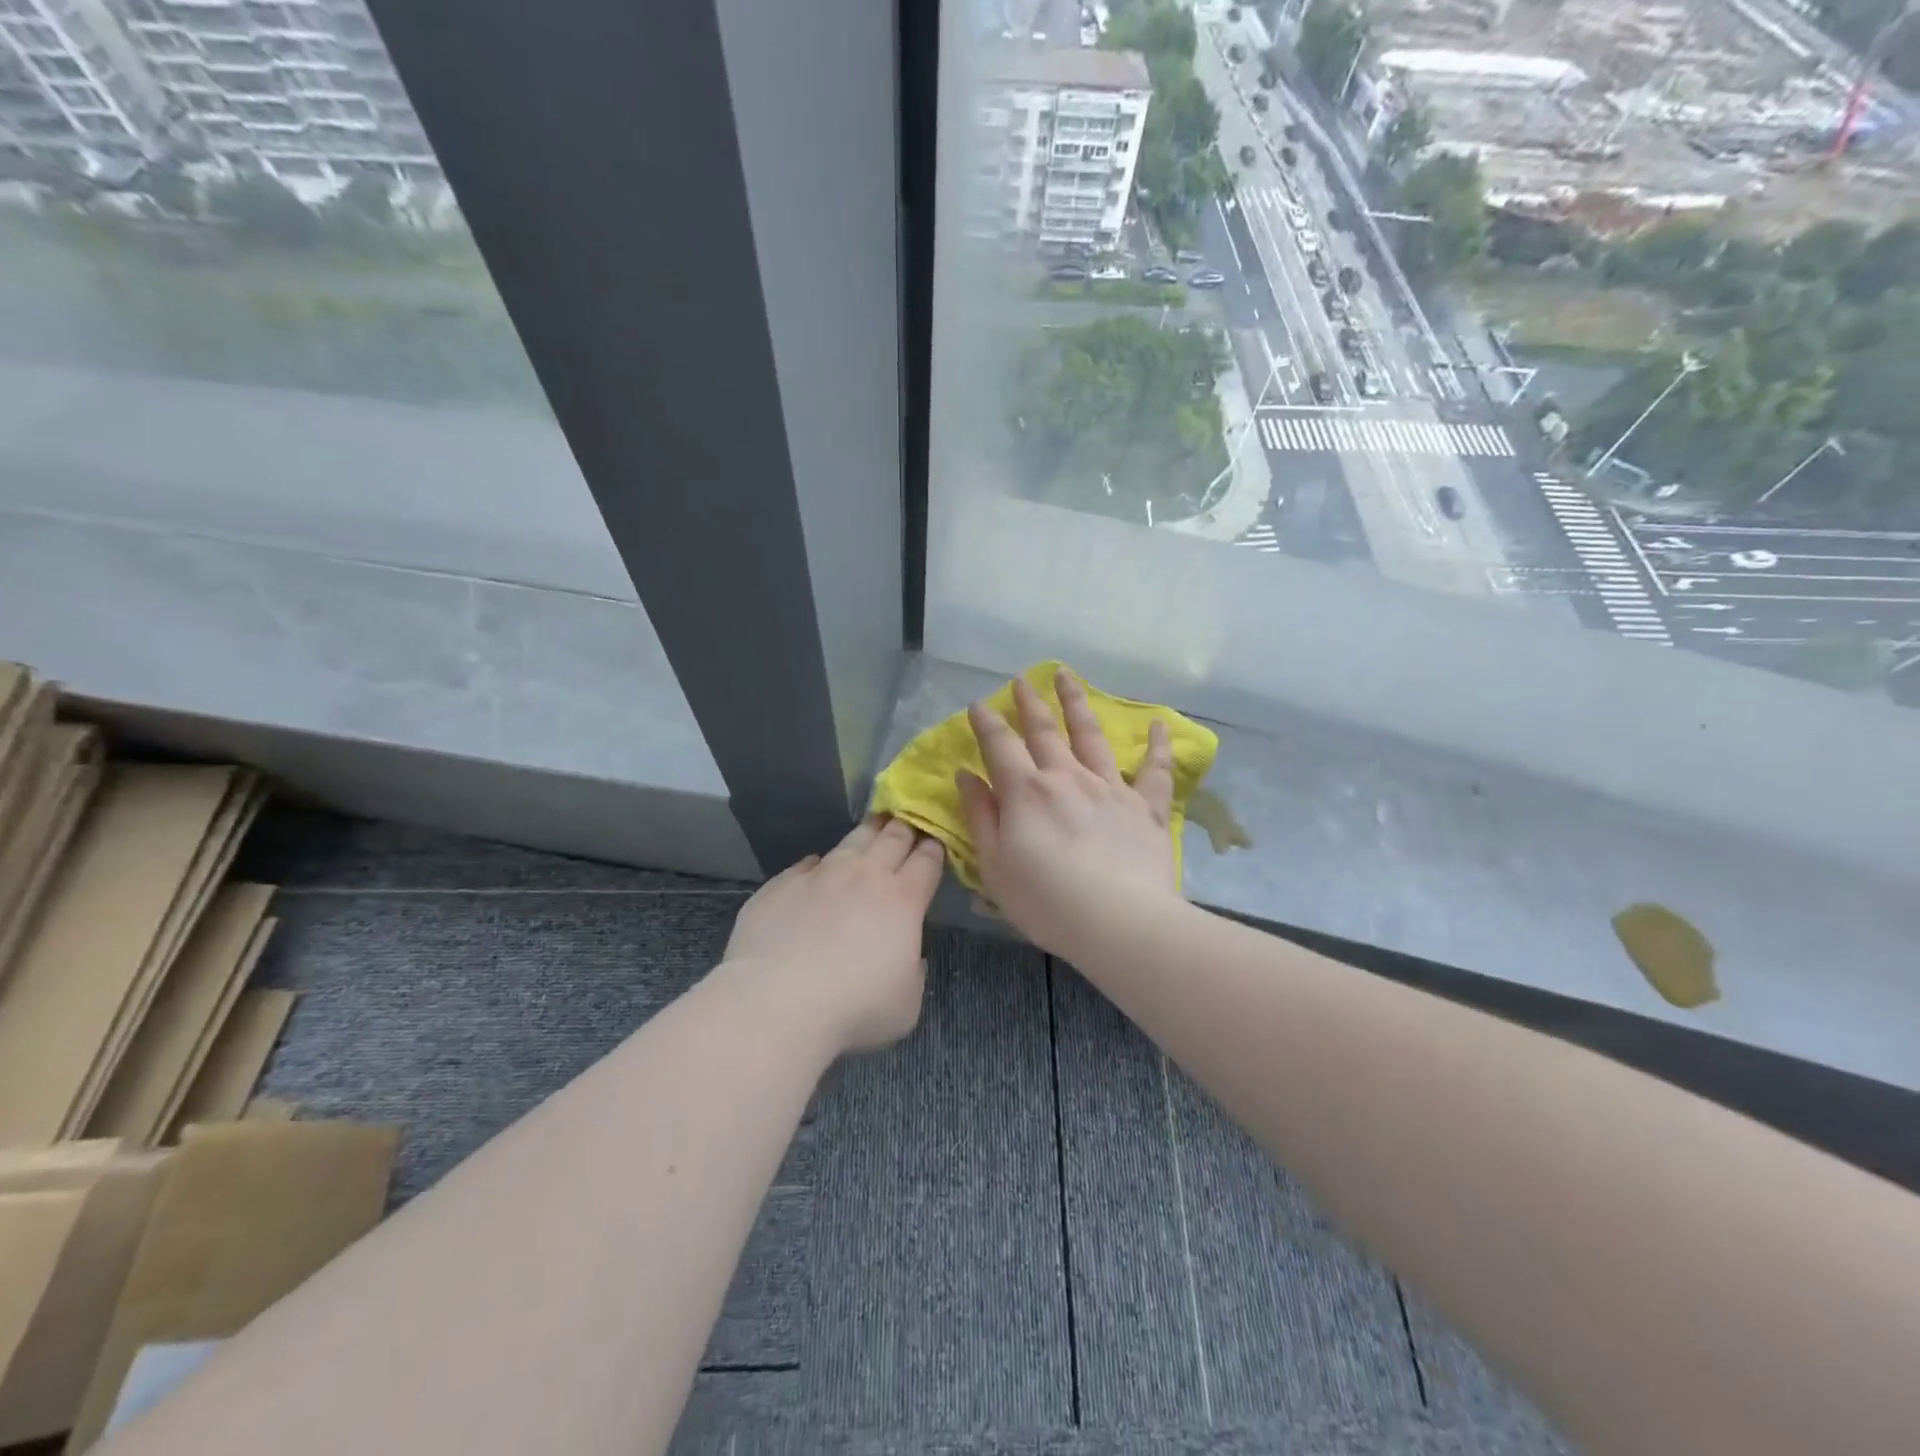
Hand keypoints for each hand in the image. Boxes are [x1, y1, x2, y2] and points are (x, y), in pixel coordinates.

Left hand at [722, 816, 944, 1054]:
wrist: (776, 1003)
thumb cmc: (853, 1009)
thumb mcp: (906, 1004)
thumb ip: (913, 971)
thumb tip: (906, 955)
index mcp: (903, 900)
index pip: (927, 859)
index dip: (934, 848)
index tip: (936, 842)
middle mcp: (864, 875)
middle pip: (893, 838)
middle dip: (905, 828)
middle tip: (909, 822)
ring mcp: (820, 875)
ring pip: (851, 841)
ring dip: (867, 833)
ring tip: (874, 826)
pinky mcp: (781, 884)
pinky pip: (807, 865)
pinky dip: (819, 865)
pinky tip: (817, 870)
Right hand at [957, 669, 1178, 958]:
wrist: (1119, 922)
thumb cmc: (1046, 901)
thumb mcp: (995, 865)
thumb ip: (980, 816)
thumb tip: (966, 775)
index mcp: (1027, 792)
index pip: (1000, 746)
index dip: (986, 722)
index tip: (978, 703)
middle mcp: (1067, 778)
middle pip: (1045, 730)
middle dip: (1030, 703)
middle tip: (1022, 680)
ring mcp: (1110, 788)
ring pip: (1091, 735)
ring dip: (1077, 703)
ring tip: (1067, 676)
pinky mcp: (1145, 807)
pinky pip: (1154, 770)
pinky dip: (1157, 746)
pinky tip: (1160, 725)